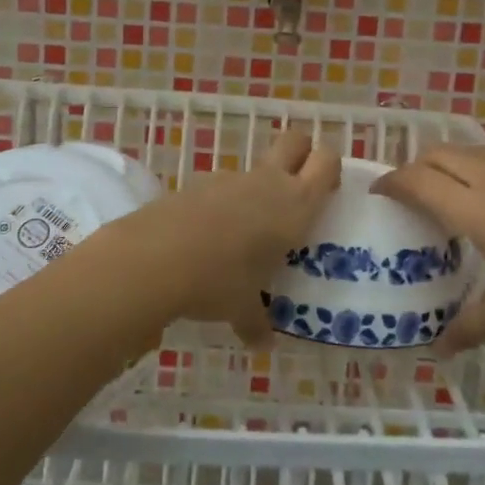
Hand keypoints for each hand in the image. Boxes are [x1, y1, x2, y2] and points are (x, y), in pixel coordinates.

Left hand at [99, 129, 339, 344]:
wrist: (155, 257)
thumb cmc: (218, 280)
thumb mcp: (241, 308)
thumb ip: (256, 322)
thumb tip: (260, 343)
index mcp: (295, 205)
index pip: (326, 162)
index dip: (329, 169)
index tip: (327, 191)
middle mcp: (267, 183)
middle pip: (295, 141)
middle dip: (301, 154)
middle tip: (298, 188)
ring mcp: (230, 179)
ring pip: (256, 168)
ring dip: (258, 188)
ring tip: (247, 231)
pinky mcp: (197, 182)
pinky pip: (222, 187)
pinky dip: (223, 203)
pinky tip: (209, 236)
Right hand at [372, 145, 484, 355]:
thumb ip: (467, 327)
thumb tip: (437, 351)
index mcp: (475, 210)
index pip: (418, 181)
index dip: (392, 181)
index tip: (379, 191)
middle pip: (440, 154)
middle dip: (417, 166)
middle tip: (412, 193)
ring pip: (473, 151)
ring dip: (452, 163)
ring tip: (453, 191)